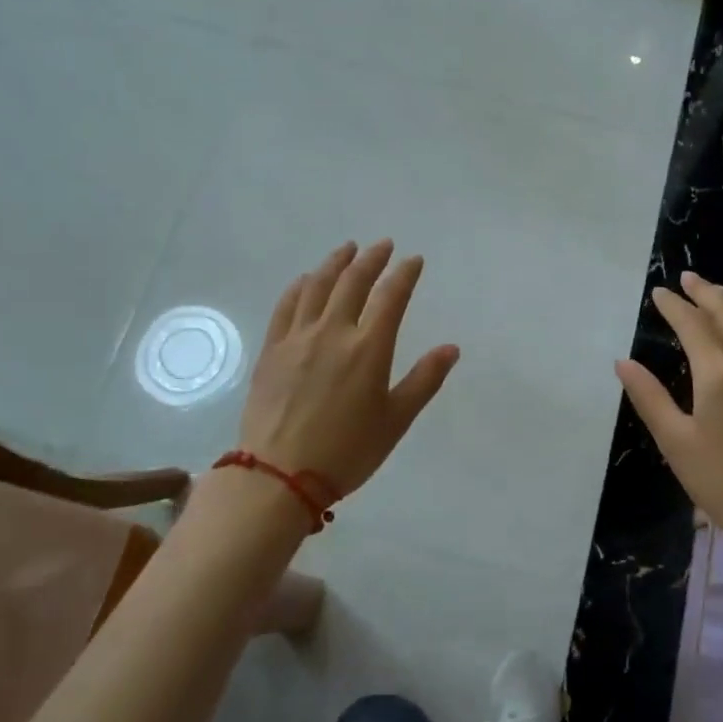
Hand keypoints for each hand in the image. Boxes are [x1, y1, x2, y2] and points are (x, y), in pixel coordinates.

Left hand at [238, 240, 458, 498]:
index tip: (413, 260)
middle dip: (372, 259)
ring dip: (335, 263)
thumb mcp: (396, 421)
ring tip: (347, 249)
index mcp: (369, 348)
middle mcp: (333, 332)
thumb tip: (451, 348)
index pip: (391, 297)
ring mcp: (297, 338)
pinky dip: (300, 286)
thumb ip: (424, 380)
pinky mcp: (272, 349)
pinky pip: (286, 306)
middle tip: (383, 245)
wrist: (279, 476)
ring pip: (317, 286)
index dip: (405, 274)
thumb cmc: (347, 452)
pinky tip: (306, 280)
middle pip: (353, 282)